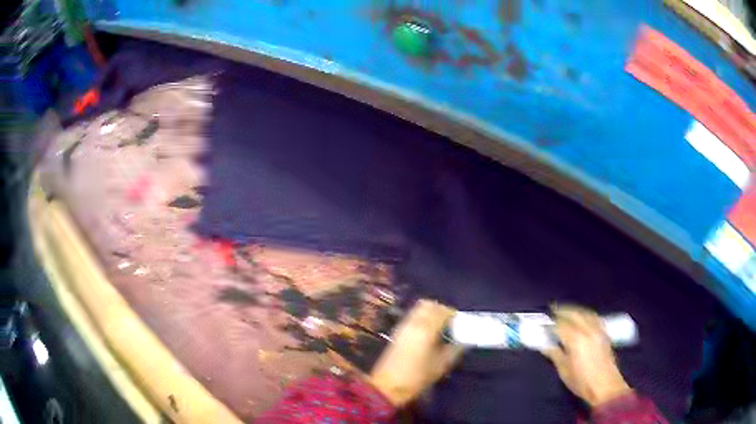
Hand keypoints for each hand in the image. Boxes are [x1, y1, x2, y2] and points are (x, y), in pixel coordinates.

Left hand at [369, 299, 463, 405]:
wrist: (387, 386)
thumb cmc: (417, 377)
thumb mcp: (441, 365)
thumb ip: (455, 349)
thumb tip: (465, 340)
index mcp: (426, 328)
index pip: (443, 311)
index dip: (454, 315)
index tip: (461, 325)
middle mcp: (413, 322)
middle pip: (430, 305)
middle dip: (442, 311)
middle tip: (451, 324)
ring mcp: (403, 326)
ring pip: (419, 309)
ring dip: (431, 313)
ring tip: (440, 329)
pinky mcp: (397, 332)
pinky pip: (412, 316)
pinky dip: (422, 318)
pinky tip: (428, 334)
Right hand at [541, 305, 632, 406]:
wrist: (605, 385)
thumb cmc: (581, 381)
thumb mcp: (564, 371)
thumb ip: (555, 355)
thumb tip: (546, 346)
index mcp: (575, 340)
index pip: (561, 325)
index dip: (551, 323)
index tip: (544, 323)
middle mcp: (587, 331)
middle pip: (574, 314)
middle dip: (563, 310)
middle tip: (553, 309)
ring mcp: (598, 331)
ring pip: (586, 313)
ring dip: (575, 310)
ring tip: (567, 311)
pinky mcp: (604, 334)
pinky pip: (595, 318)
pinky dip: (587, 314)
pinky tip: (584, 317)